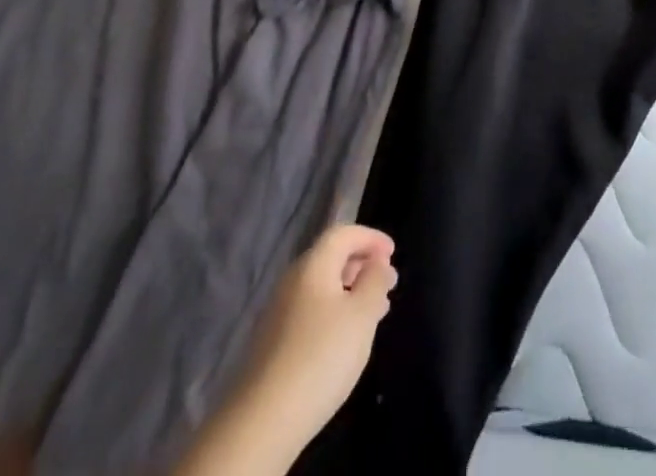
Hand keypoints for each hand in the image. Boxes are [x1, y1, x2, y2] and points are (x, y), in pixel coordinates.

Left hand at [179, 225, 395, 475]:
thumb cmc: (321, 356)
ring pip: (321, 288)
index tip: (393, 253)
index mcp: (312, 265)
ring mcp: (278, 314)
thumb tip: (377, 263)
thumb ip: (375, 281)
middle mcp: (292, 281)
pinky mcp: (273, 344)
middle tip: (388, 282)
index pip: (343, 233)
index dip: (370, 238)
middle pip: (330, 258)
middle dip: (362, 265)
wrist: (262, 422)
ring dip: (350, 291)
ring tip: (375, 311)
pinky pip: (310, 312)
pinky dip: (334, 313)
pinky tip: (346, 338)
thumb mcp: (362, 314)